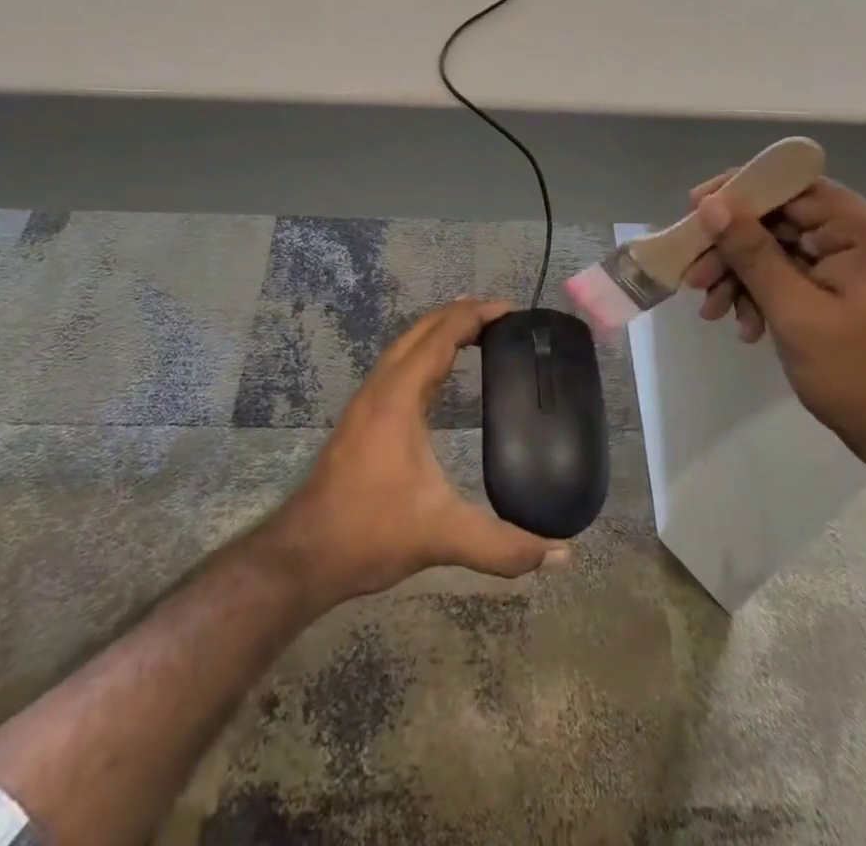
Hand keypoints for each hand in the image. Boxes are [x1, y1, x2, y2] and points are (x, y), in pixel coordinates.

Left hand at [275, 298, 571, 606]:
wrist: (304, 554)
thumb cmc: (369, 532)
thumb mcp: (441, 536)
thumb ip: (502, 546)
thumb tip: (561, 553)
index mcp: (398, 396)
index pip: (440, 336)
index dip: (475, 315)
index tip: (511, 310)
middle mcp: (381, 387)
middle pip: (421, 330)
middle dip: (460, 314)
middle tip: (502, 315)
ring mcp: (368, 401)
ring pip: (406, 346)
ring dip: (440, 331)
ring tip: (478, 331)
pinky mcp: (363, 418)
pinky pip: (399, 366)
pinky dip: (426, 353)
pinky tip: (442, 373)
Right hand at [681, 175, 865, 459]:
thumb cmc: (858, 373)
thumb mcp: (795, 311)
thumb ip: (752, 253)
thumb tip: (710, 205)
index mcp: (863, 230)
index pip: (793, 185)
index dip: (740, 190)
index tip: (695, 209)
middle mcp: (856, 236)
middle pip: (778, 218)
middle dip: (731, 247)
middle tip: (693, 275)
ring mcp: (845, 263)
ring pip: (774, 248)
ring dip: (738, 276)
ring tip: (711, 310)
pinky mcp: (834, 288)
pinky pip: (784, 274)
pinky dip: (758, 295)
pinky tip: (742, 327)